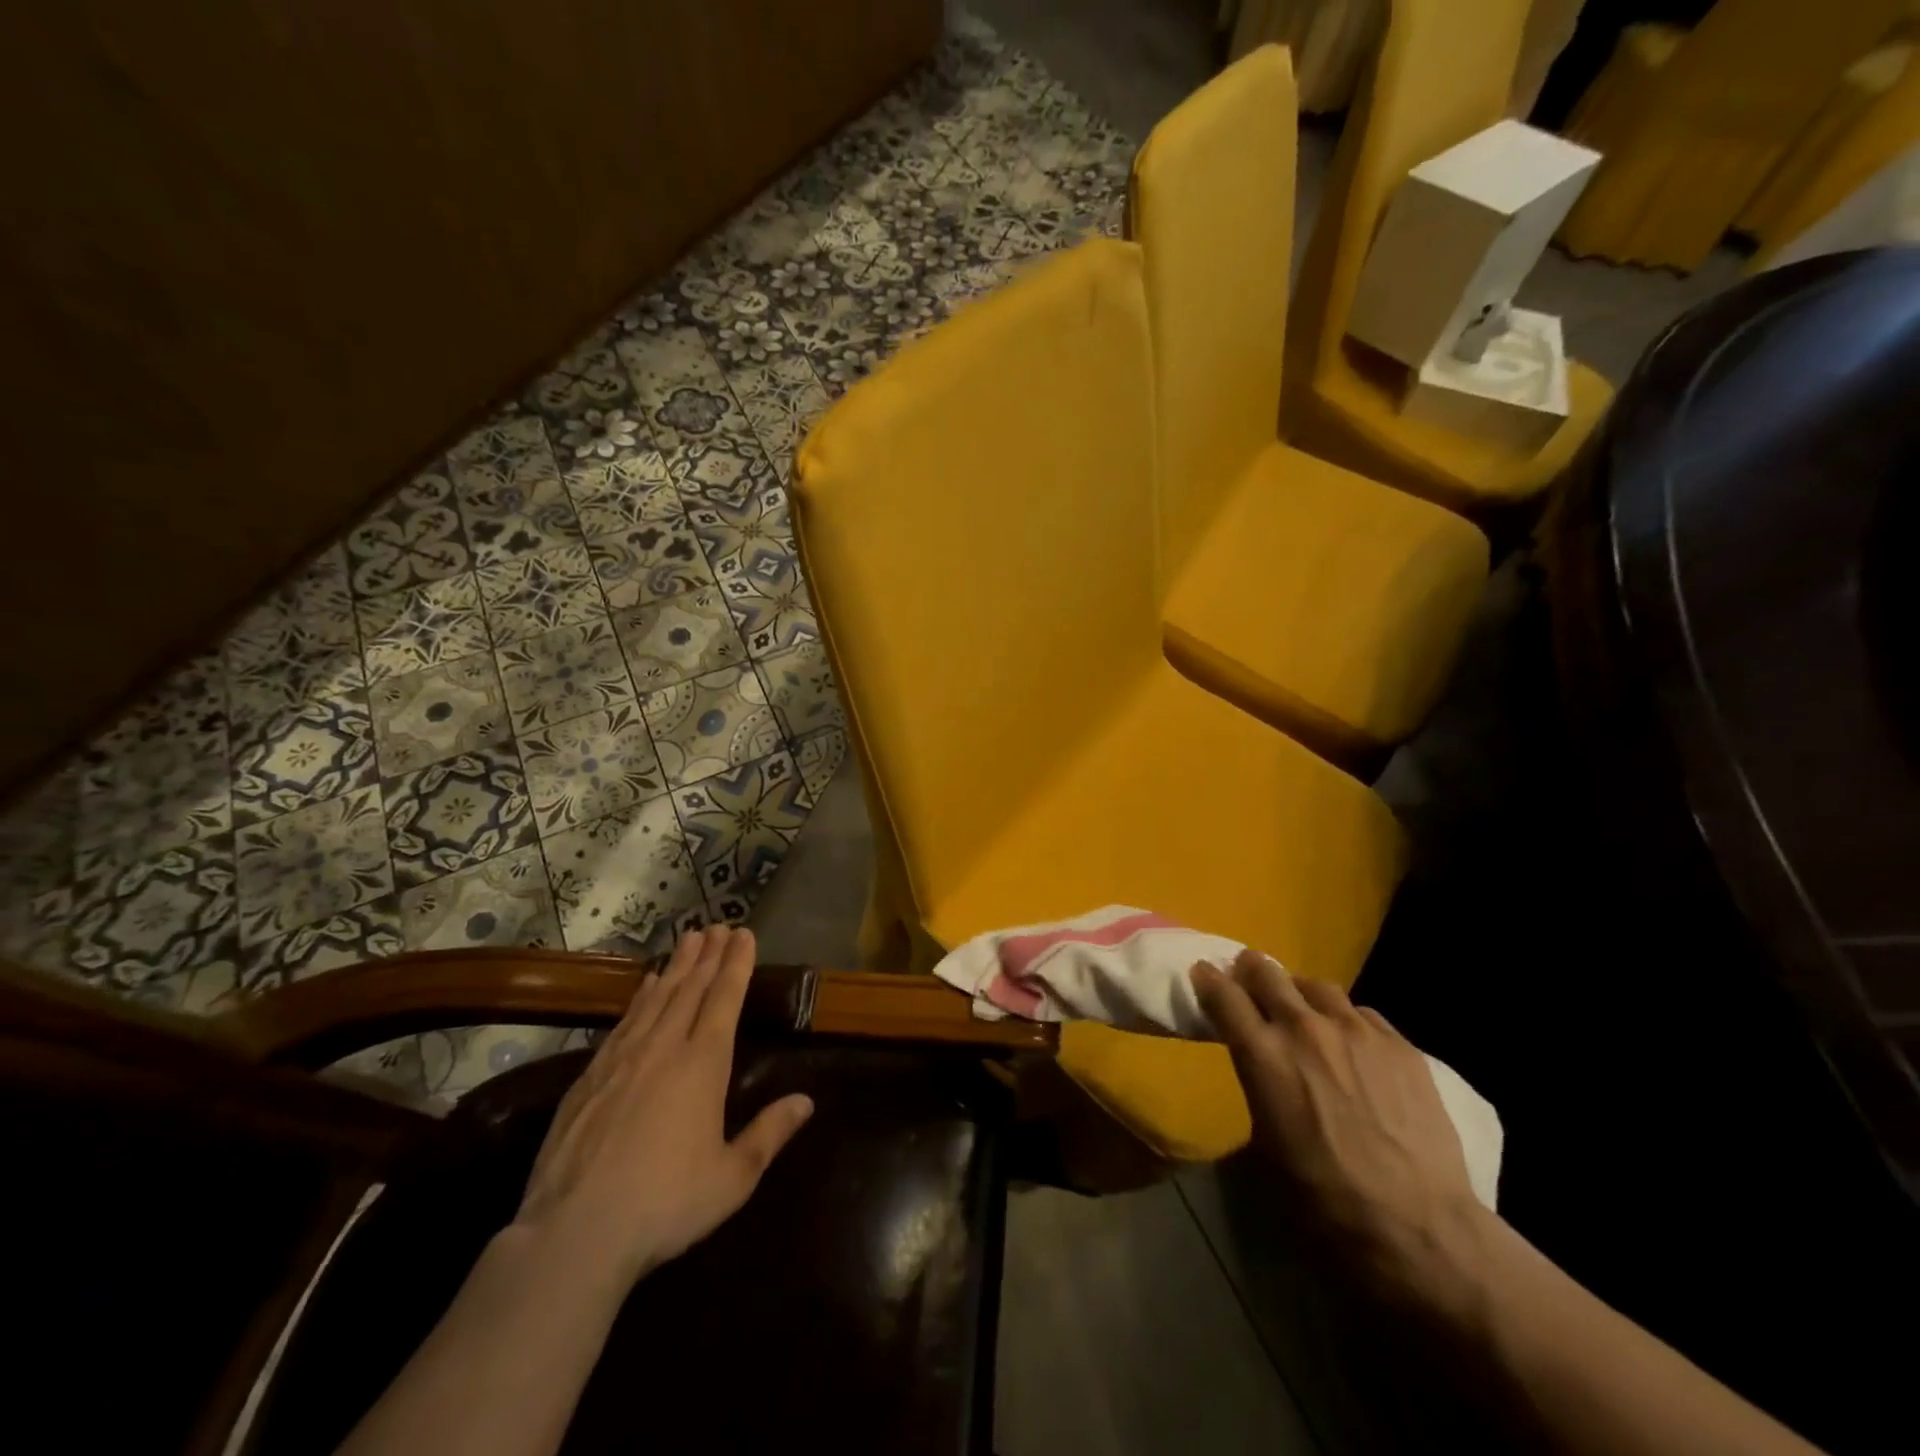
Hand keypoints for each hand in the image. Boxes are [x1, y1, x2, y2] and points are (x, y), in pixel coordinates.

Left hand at [512, 926, 813, 1288]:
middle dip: (708, 955)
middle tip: (718, 925)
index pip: (725, 999)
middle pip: (690, 988)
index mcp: (703, 1064)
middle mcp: (664, 1047)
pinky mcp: (589, 1077)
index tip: (743, 934)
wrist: (573, 1233)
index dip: (736, 964)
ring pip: (656, 998)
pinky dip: (639, 996)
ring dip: (676, 966)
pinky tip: (644, 985)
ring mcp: (622, 1058)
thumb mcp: (732, 1178)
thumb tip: (807, 1101)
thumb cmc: (665, 1204)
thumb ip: (769, 1134)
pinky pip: (624, 1021)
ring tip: (688, 939)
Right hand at [1191, 950, 1487, 1294]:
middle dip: (1251, 971)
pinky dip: (1346, 1019)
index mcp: (1262, 1054)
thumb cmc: (1323, 1199)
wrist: (1418, 1228)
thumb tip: (1260, 1070)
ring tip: (1304, 1011)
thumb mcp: (1265, 1142)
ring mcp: (1357, 1031)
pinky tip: (1353, 1044)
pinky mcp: (1399, 1045)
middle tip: (1248, 979)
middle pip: (1266, 972)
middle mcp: (1304, 1028)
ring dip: (1300, 993)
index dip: (1208, 980)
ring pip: (1316, 985)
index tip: (1204, 974)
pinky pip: (1362, 1013)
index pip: (1223, 994)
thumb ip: (1258, 1085)